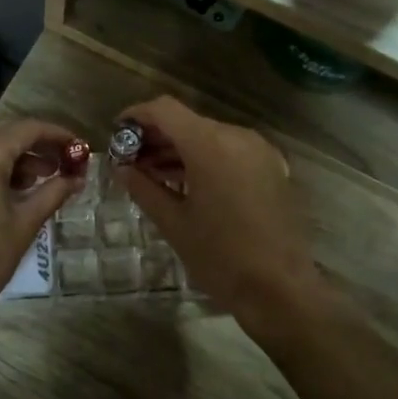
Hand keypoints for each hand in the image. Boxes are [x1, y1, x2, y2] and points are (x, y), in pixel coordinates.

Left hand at [0, 118, 83, 332]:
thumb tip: (77, 178)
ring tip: (39, 180)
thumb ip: (53, 192)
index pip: (29, 128)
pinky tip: (6, 189)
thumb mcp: (24, 224)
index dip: (58, 135)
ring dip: (13, 155)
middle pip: (4, 131)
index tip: (80, 149)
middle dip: (36, 145)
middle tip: (63, 165)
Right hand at [110, 97, 328, 332]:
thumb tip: (121, 168)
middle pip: (188, 121)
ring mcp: (259, 151)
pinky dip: (204, 159)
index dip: (136, 115)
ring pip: (209, 136)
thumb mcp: (173, 223)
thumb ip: (144, 188)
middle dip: (156, 136)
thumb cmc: (220, 257)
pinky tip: (187, 185)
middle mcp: (237, 137)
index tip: (116, 133)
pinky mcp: (272, 168)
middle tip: (130, 161)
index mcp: (210, 145)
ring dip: (180, 149)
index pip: (165, 110)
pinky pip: (230, 151)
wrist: (281, 288)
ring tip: (153, 175)